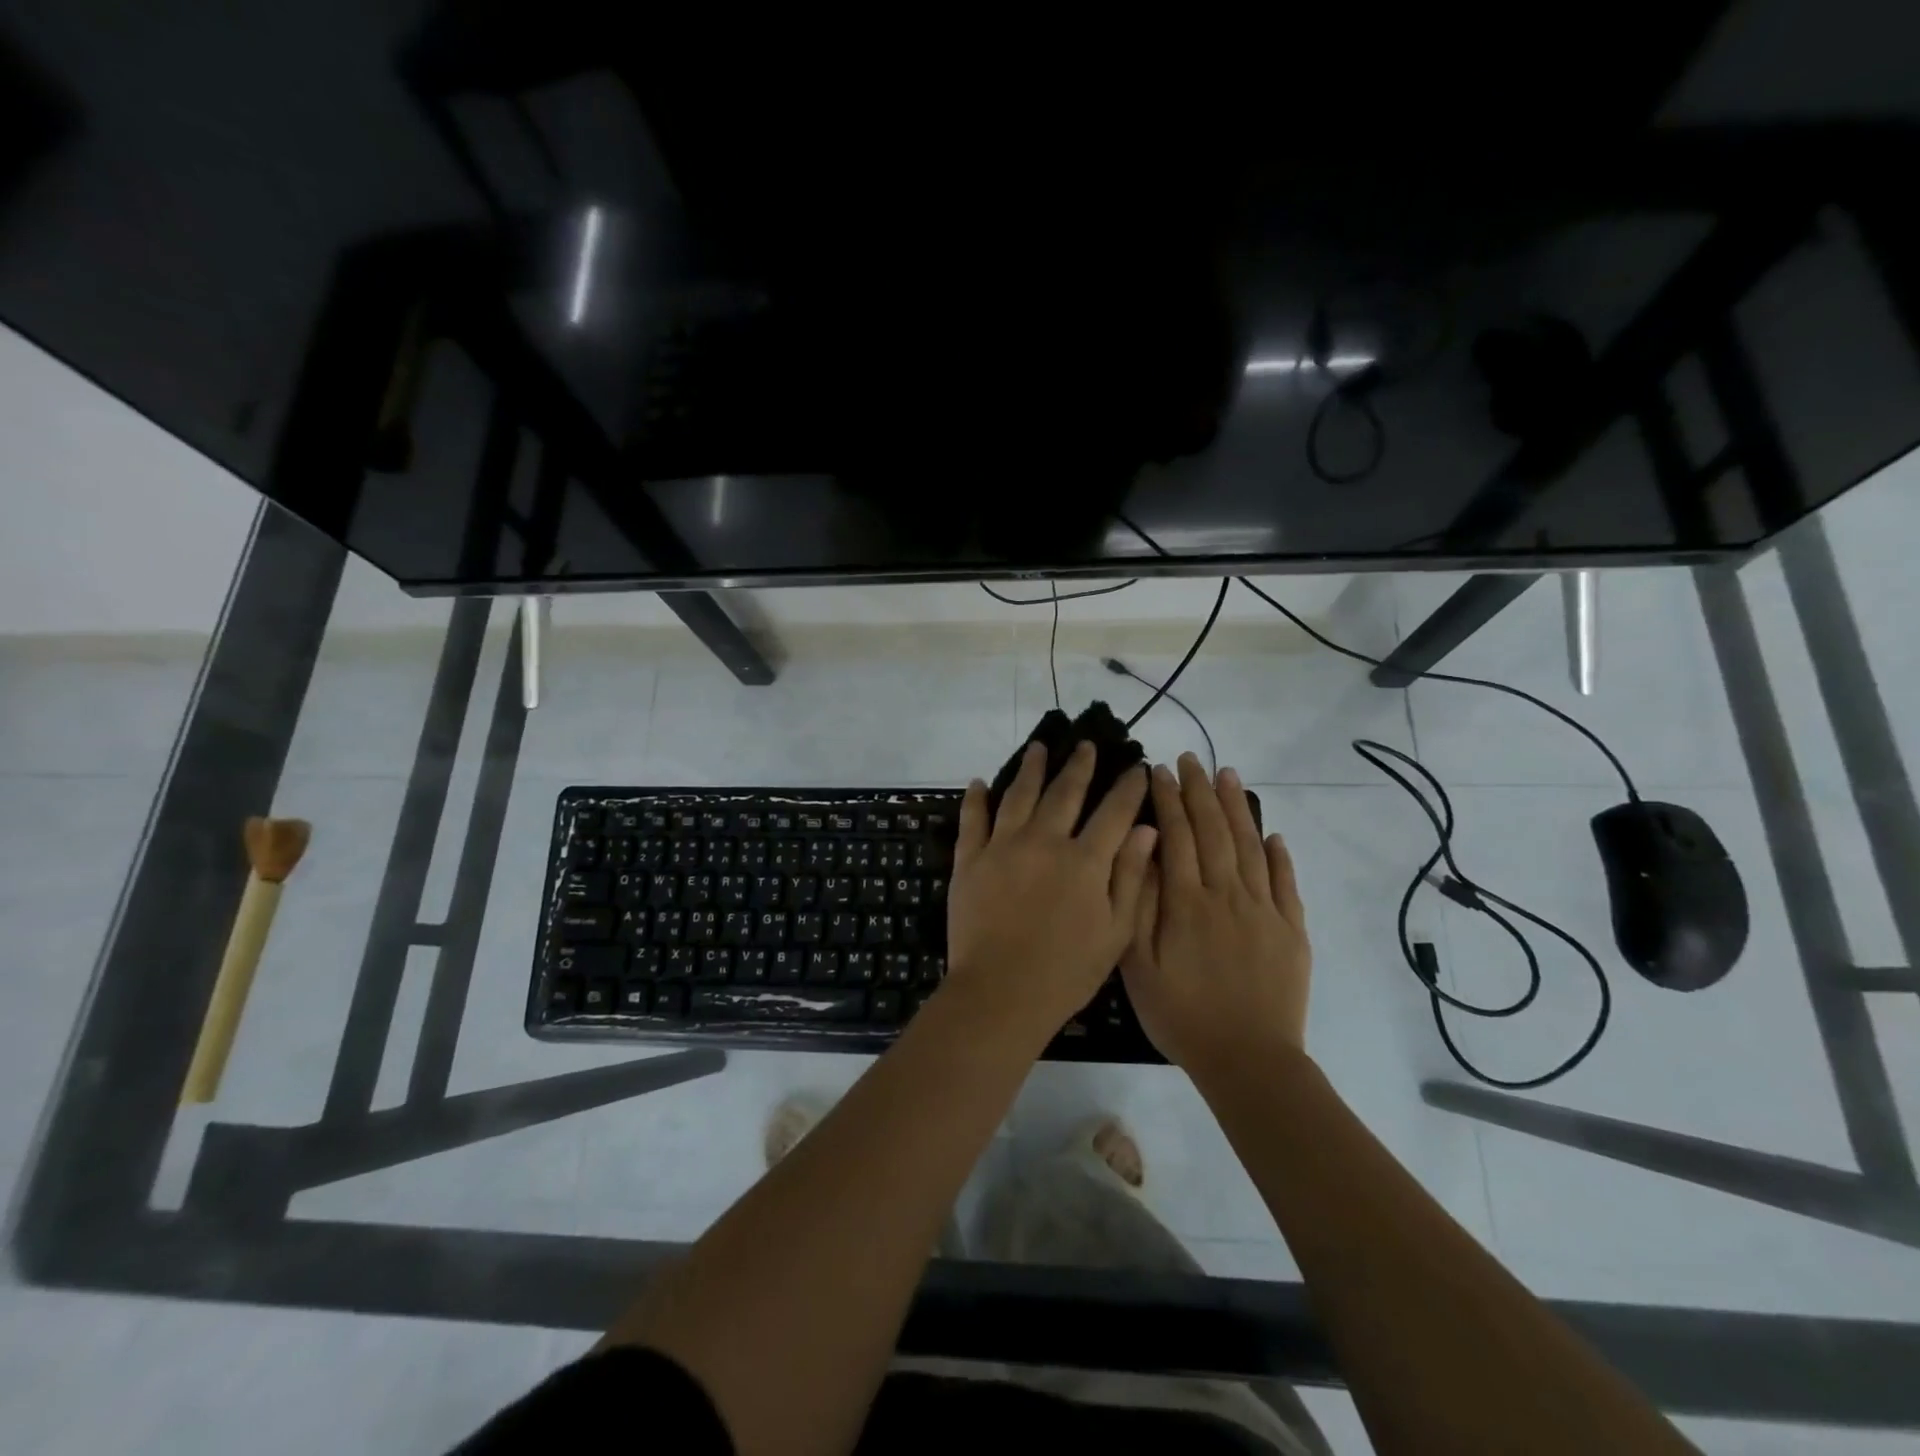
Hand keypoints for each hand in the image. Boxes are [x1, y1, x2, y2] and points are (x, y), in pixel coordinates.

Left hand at [945, 742, 1157, 1045]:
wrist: (1001, 993)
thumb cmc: (1067, 971)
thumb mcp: (1115, 931)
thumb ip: (1130, 876)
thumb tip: (1148, 828)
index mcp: (1085, 860)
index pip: (1113, 812)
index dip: (1128, 788)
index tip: (1137, 767)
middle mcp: (1044, 841)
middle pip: (1064, 792)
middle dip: (1079, 766)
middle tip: (1086, 744)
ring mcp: (1003, 847)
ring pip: (1018, 795)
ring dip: (1030, 768)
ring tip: (1038, 748)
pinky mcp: (970, 860)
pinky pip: (973, 820)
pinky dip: (976, 799)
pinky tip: (979, 782)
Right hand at [1120, 754, 1310, 1072]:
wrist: (1249, 1061)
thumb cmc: (1182, 1015)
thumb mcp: (1138, 966)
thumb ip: (1138, 905)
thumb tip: (1144, 852)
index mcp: (1187, 902)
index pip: (1176, 836)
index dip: (1166, 800)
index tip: (1158, 770)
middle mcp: (1228, 895)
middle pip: (1214, 830)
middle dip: (1199, 791)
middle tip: (1191, 759)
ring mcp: (1265, 911)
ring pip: (1251, 846)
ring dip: (1238, 808)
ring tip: (1228, 775)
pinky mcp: (1292, 930)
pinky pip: (1287, 883)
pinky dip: (1280, 855)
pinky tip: (1274, 835)